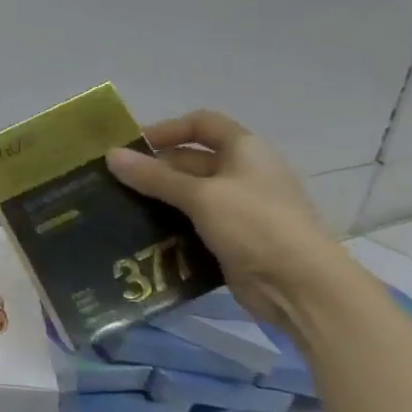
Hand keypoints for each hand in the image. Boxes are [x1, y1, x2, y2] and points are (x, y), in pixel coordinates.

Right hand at [106, 109, 346, 329]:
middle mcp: (243, 174)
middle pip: (191, 161)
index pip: (202, 124)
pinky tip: (141, 235)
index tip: (133, 147)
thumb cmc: (255, 225)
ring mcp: (240, 208)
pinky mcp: (233, 239)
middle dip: (154, 169)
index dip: (168, 129)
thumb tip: (110, 154)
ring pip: (189, 195)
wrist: (301, 287)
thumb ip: (154, 176)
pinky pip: (193, 224)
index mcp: (245, 150)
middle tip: (114, 183)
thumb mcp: (200, 196)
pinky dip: (169, 226)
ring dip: (158, 199)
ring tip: (119, 208)